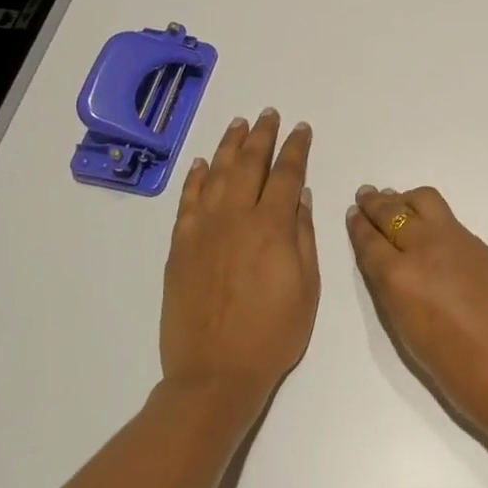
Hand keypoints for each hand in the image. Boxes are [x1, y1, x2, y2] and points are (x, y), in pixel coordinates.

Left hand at [161, 110, 318, 400]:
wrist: (214, 373)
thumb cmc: (273, 333)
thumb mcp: (307, 287)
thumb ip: (303, 236)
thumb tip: (300, 197)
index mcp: (272, 226)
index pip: (287, 174)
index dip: (296, 148)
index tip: (301, 129)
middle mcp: (236, 217)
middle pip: (250, 164)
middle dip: (262, 135)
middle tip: (268, 114)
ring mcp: (203, 230)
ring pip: (218, 174)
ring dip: (230, 145)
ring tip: (239, 124)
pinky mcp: (179, 246)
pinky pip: (188, 201)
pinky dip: (196, 178)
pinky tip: (203, 164)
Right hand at [346, 185, 487, 451]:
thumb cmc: (458, 373)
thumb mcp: (409, 336)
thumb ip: (395, 294)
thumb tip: (390, 269)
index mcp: (399, 278)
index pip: (370, 241)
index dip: (358, 226)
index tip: (353, 213)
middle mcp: (424, 249)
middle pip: (393, 213)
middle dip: (376, 204)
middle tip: (366, 196)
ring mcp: (457, 241)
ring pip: (423, 202)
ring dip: (404, 199)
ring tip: (396, 202)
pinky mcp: (481, 245)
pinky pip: (447, 218)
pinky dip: (429, 215)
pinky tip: (428, 227)